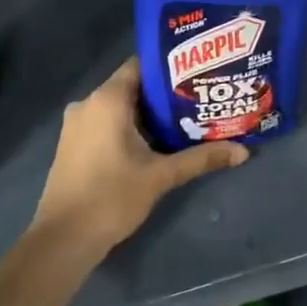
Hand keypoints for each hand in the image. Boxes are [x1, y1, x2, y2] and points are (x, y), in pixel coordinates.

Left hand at [34, 57, 246, 256]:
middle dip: (165, 94)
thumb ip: (201, 158)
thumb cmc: (112, 197)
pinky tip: (156, 142)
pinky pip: (106, 123)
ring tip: (185, 120)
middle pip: (133, 87)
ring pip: (119, 107)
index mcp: (107, 100)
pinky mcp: (73, 145)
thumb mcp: (162, 175)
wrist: (63, 239)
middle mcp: (88, 104)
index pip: (141, 65)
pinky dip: (130, 127)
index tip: (197, 74)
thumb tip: (243, 151)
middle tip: (199, 99)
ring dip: (148, 114)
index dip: (170, 67)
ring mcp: (76, 125)